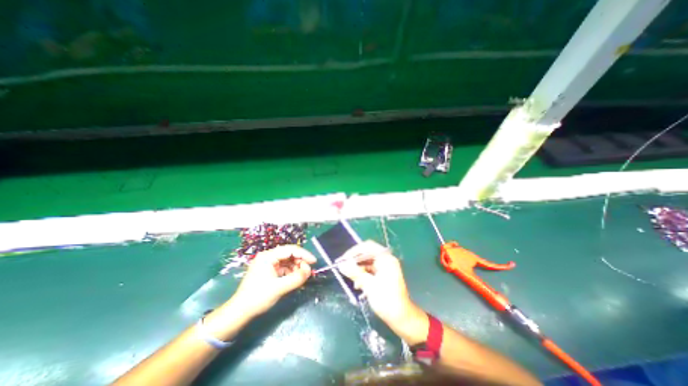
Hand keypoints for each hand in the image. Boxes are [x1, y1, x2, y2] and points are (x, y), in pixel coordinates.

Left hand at [229, 245, 318, 318]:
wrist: (239, 312)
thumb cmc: (258, 298)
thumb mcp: (279, 288)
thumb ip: (297, 278)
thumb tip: (309, 270)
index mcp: (268, 256)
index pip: (291, 250)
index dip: (304, 254)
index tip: (314, 262)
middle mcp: (268, 256)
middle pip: (289, 254)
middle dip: (300, 261)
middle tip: (308, 271)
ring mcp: (268, 263)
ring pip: (287, 260)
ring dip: (296, 267)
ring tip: (302, 276)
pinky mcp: (268, 270)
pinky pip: (283, 267)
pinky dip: (291, 271)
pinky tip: (295, 278)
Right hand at [337, 239, 427, 342]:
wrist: (402, 318)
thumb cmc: (387, 300)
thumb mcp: (369, 285)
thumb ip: (355, 273)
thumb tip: (342, 265)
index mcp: (385, 258)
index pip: (368, 246)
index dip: (354, 251)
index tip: (343, 259)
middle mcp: (386, 260)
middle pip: (367, 254)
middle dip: (355, 261)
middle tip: (344, 268)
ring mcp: (385, 267)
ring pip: (368, 263)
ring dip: (359, 270)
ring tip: (352, 280)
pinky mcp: (384, 275)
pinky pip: (371, 270)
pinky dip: (363, 275)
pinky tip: (358, 285)